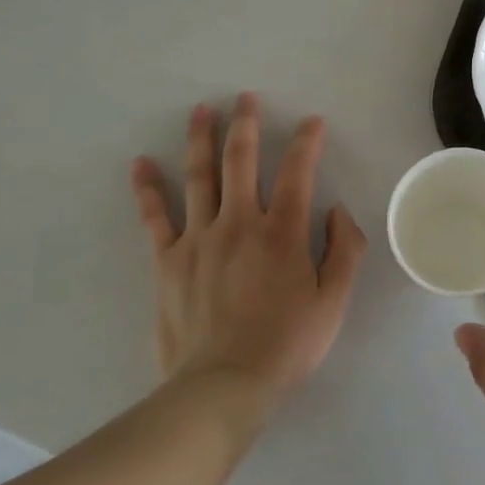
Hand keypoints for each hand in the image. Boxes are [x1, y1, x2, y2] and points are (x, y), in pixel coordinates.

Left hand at [131, 93, 366, 413]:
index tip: (311, 122)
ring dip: (201, 139)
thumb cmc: (286, 345)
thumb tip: (337, 210)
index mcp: (282, 232)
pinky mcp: (168, 261)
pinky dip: (147, 189)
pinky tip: (141, 163)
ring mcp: (198, 239)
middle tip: (245, 97)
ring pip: (199, 177)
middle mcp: (239, 223)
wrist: (222, 388)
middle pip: (241, 161)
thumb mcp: (333, 302)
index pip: (297, 172)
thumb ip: (344, 250)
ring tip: (202, 110)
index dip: (306, 142)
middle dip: (246, 124)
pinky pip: (155, 217)